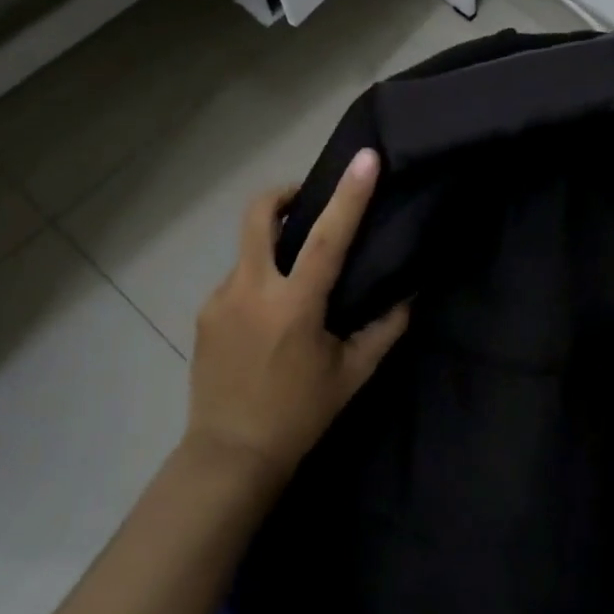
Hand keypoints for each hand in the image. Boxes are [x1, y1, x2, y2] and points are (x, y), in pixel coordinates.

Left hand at [188, 149, 410, 479]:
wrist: (230, 454)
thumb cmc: (300, 414)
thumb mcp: (352, 374)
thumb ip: (384, 329)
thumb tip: (409, 294)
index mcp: (294, 306)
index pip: (327, 237)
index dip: (349, 195)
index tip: (365, 158)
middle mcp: (251, 291)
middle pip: (257, 215)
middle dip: (282, 194)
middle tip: (306, 202)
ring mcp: (220, 300)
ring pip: (248, 250)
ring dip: (273, 247)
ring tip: (295, 282)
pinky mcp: (204, 314)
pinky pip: (237, 281)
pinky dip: (259, 281)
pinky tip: (270, 318)